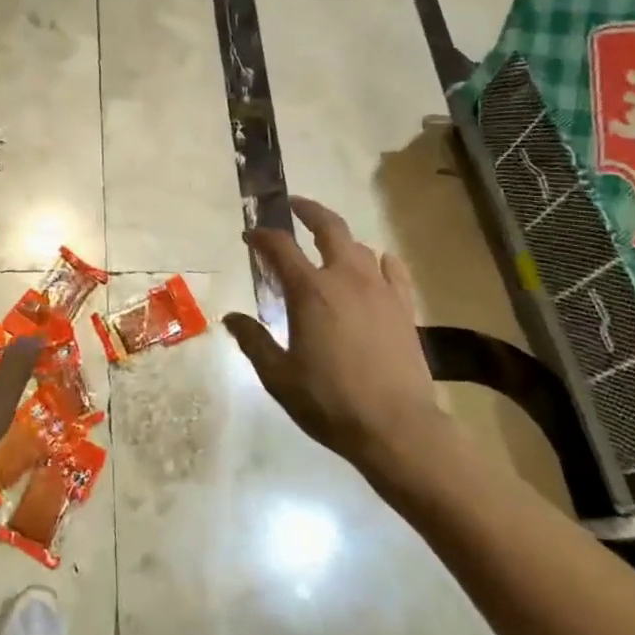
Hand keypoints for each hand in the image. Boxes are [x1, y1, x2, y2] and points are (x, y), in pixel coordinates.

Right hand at [223, 198, 456, 486]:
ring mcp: (380, 290)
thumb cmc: (330, 401)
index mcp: (310, 291)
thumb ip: (254, 341)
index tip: (250, 236)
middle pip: (328, 227)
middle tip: (293, 206)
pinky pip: (393, 269)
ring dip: (340, 239)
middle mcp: (345, 278)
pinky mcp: (404, 307)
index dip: (262, 236)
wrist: (397, 428)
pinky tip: (376, 264)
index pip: (280, 247)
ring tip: (328, 244)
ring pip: (359, 247)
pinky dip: (379, 261)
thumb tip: (231, 317)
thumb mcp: (278, 376)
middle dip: (308, 211)